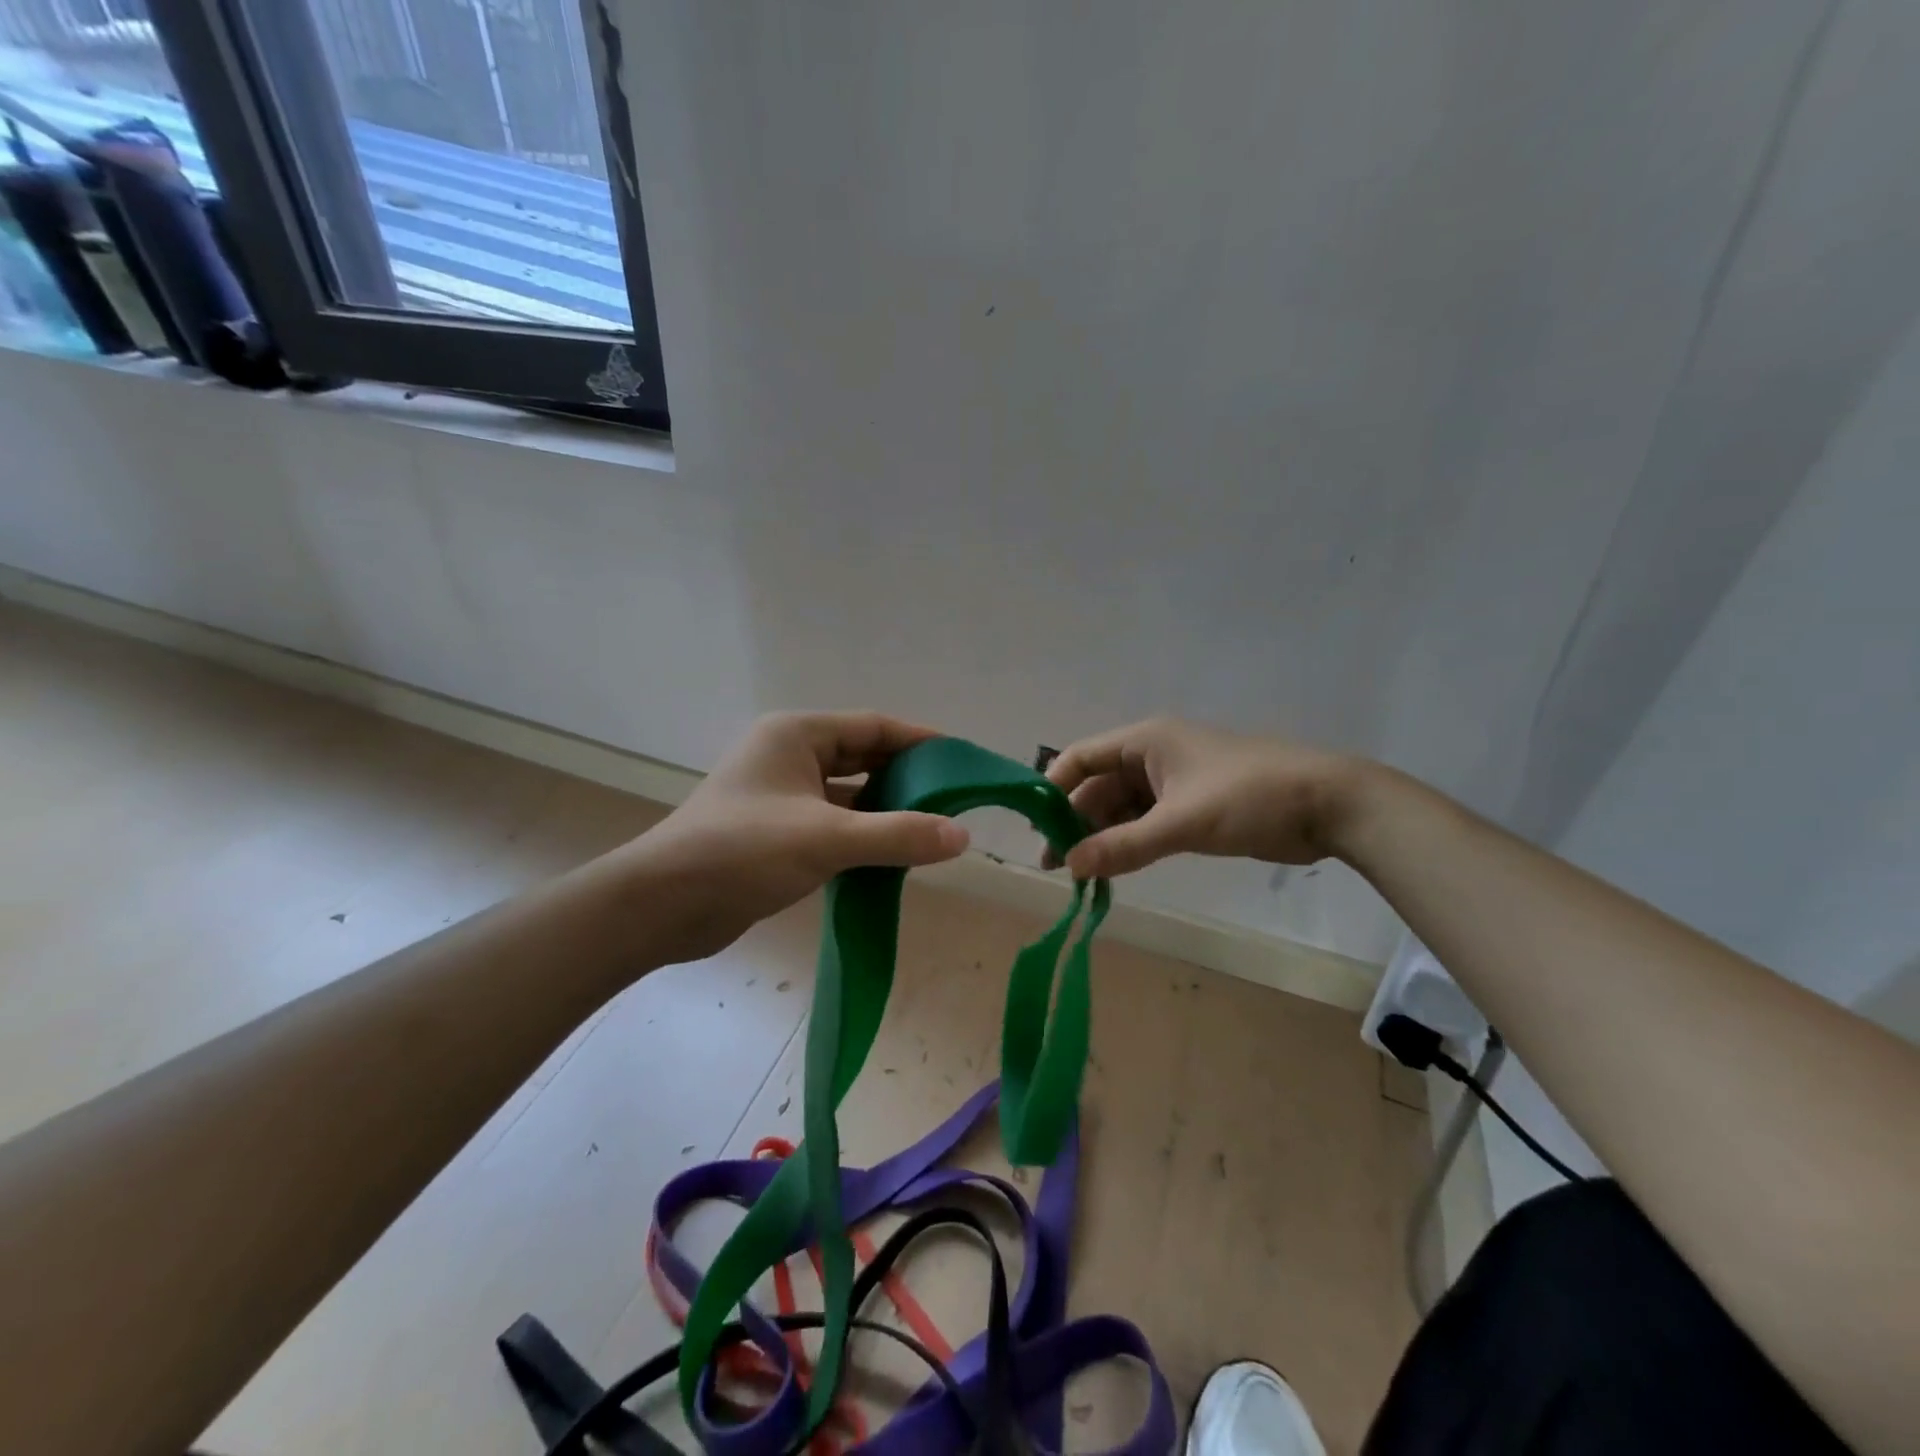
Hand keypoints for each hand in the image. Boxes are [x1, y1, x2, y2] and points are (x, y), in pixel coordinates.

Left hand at [619, 711, 970, 961]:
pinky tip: (893, 857)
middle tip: (954, 800)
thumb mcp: (827, 839)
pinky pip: (834, 825)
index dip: (920, 742)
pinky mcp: (777, 833)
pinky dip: (863, 837)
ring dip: (886, 811)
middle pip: (862, 758)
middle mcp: (789, 757)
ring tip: (933, 830)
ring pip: (849, 795)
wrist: (662, 906)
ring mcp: (781, 796)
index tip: (962, 761)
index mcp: (796, 735)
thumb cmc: (742, 852)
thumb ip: (897, 834)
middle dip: (906, 778)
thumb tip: (962, 835)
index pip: (873, 727)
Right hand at [1043, 717, 1363, 878]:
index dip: (1052, 788)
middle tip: (1055, 864)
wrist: (1328, 805)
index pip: (1080, 758)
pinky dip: (1128, 843)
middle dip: (1075, 821)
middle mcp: (1152, 756)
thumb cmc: (1249, 798)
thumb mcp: (1181, 823)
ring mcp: (1173, 782)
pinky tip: (1114, 869)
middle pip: (1098, 786)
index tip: (1034, 827)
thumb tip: (1069, 865)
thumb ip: (1123, 845)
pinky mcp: (1192, 806)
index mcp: (1145, 741)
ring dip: (1101, 836)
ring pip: (1122, 808)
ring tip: (1079, 874)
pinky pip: (1146, 822)